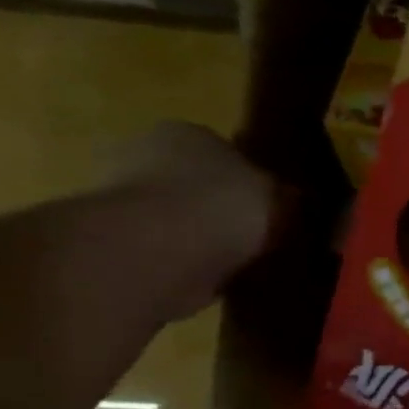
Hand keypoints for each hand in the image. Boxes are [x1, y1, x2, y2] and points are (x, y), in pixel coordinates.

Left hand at [107, 122, 287, 315]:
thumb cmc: (225, 204)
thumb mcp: (281, 196)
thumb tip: (292, 201)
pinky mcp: (117, 241)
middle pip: (196, 182)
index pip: (224, 150)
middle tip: (261, 234)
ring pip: (181, 217)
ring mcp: (123, 199)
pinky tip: (218, 276)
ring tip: (245, 260)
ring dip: (207, 236)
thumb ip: (285, 196)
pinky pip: (169, 249)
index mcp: (186, 132)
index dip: (252, 179)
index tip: (273, 205)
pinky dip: (192, 262)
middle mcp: (144, 154)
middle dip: (224, 206)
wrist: (159, 250)